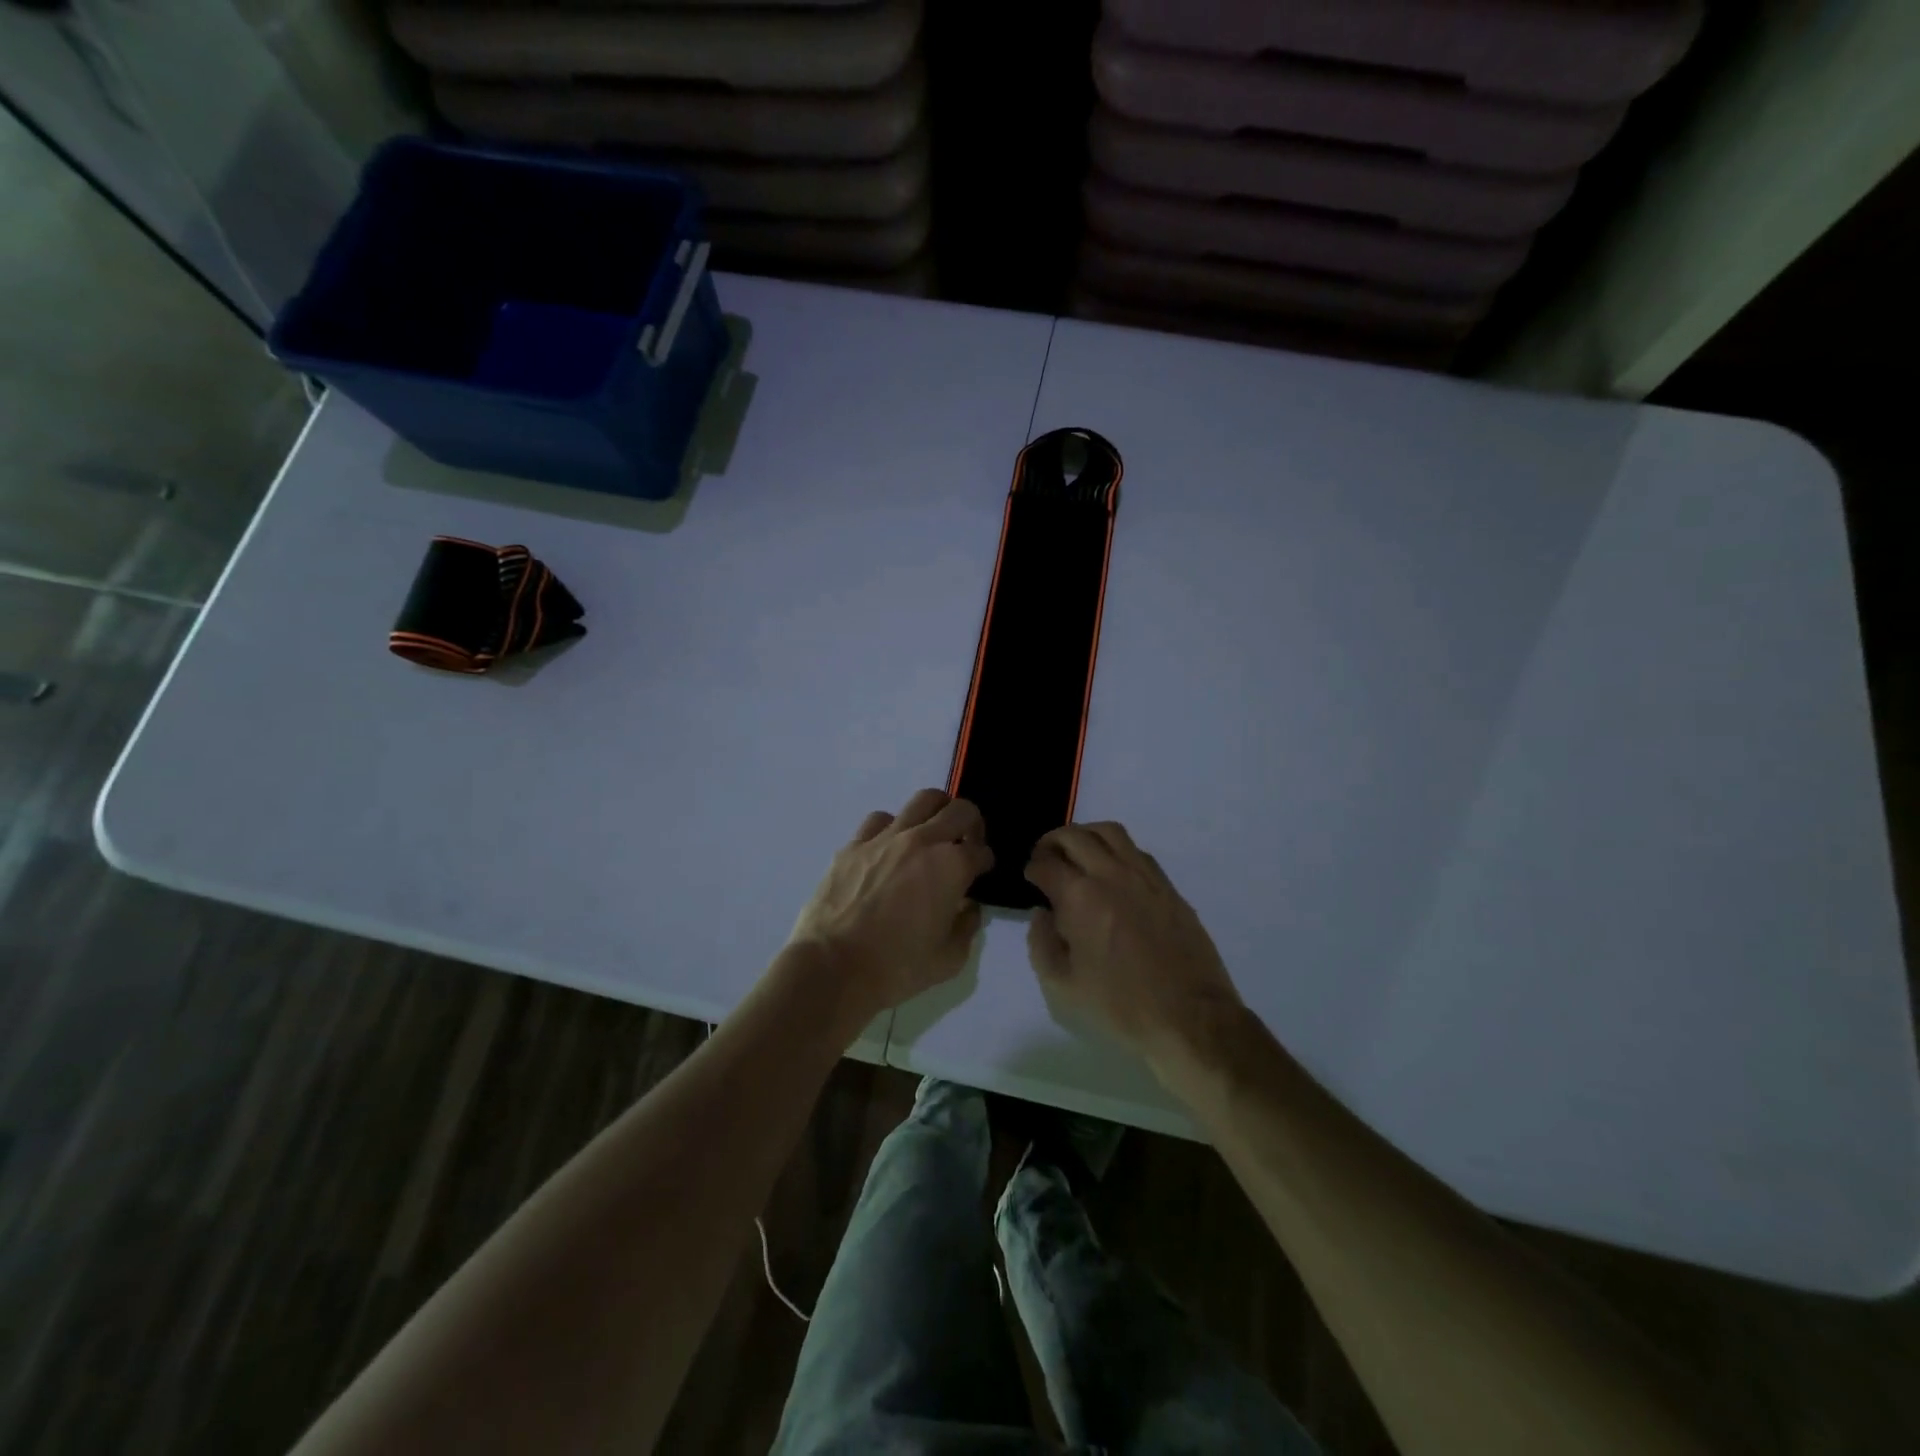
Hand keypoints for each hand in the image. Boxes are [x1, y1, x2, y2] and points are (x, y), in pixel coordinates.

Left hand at [788, 789, 993, 1021]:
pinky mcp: (854, 844)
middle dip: (971, 823)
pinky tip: (889, 847)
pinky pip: (880, 820)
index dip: (985, 861)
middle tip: (965, 843)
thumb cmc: (897, 968)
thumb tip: (967, 906)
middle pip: (959, 810)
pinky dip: (893, 827)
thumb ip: (967, 925)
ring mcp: (885, 838)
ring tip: (931, 835)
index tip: (981, 872)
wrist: (833, 967)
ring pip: (922, 800)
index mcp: (951, 867)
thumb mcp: (949, 959)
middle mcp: (922, 840)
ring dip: (935, 813)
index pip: (981, 850)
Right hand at [1024, 822, 1242, 1064]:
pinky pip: (1136, 851)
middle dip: (1052, 842)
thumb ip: (1041, 944)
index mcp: (1081, 897)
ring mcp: (1145, 876)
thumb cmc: (1120, 1007)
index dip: (1032, 868)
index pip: (1046, 864)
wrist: (1190, 1019)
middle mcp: (1112, 874)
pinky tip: (1111, 872)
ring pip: (1109, 832)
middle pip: (1075, 835)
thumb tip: (1042, 914)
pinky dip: (1115, 850)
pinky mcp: (1168, 887)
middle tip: (1045, 859)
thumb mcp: (1062, 987)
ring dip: (1085, 836)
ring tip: (1077, 855)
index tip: (1030, 879)